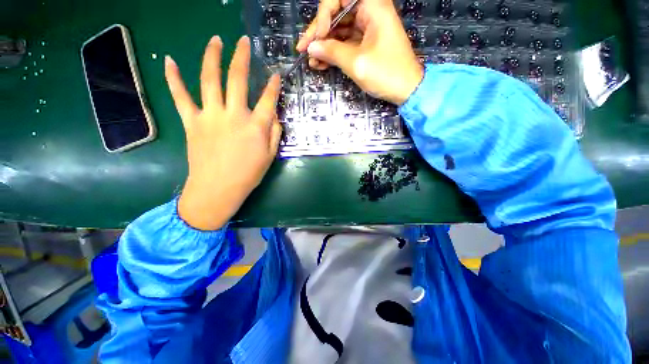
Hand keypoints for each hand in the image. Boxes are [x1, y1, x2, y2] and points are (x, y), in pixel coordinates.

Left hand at [165, 36, 281, 229]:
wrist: (217, 190)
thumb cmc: (248, 175)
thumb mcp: (270, 156)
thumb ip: (275, 134)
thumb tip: (275, 117)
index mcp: (256, 127)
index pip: (269, 99)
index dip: (274, 86)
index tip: (276, 75)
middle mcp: (234, 115)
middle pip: (237, 79)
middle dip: (242, 57)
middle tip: (243, 42)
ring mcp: (210, 116)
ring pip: (209, 80)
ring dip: (212, 57)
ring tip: (214, 40)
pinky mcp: (192, 122)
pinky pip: (180, 96)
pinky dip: (173, 78)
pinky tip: (169, 61)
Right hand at [296, 0, 422, 104]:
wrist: (406, 89)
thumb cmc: (386, 73)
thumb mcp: (356, 63)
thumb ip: (331, 52)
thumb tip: (311, 48)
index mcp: (372, 5)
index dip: (323, 16)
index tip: (317, 39)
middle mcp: (370, 10)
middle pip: (336, 13)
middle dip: (319, 34)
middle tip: (304, 51)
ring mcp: (368, 26)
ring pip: (339, 29)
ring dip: (324, 46)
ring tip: (312, 62)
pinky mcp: (367, 41)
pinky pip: (346, 41)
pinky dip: (334, 52)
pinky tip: (322, 64)